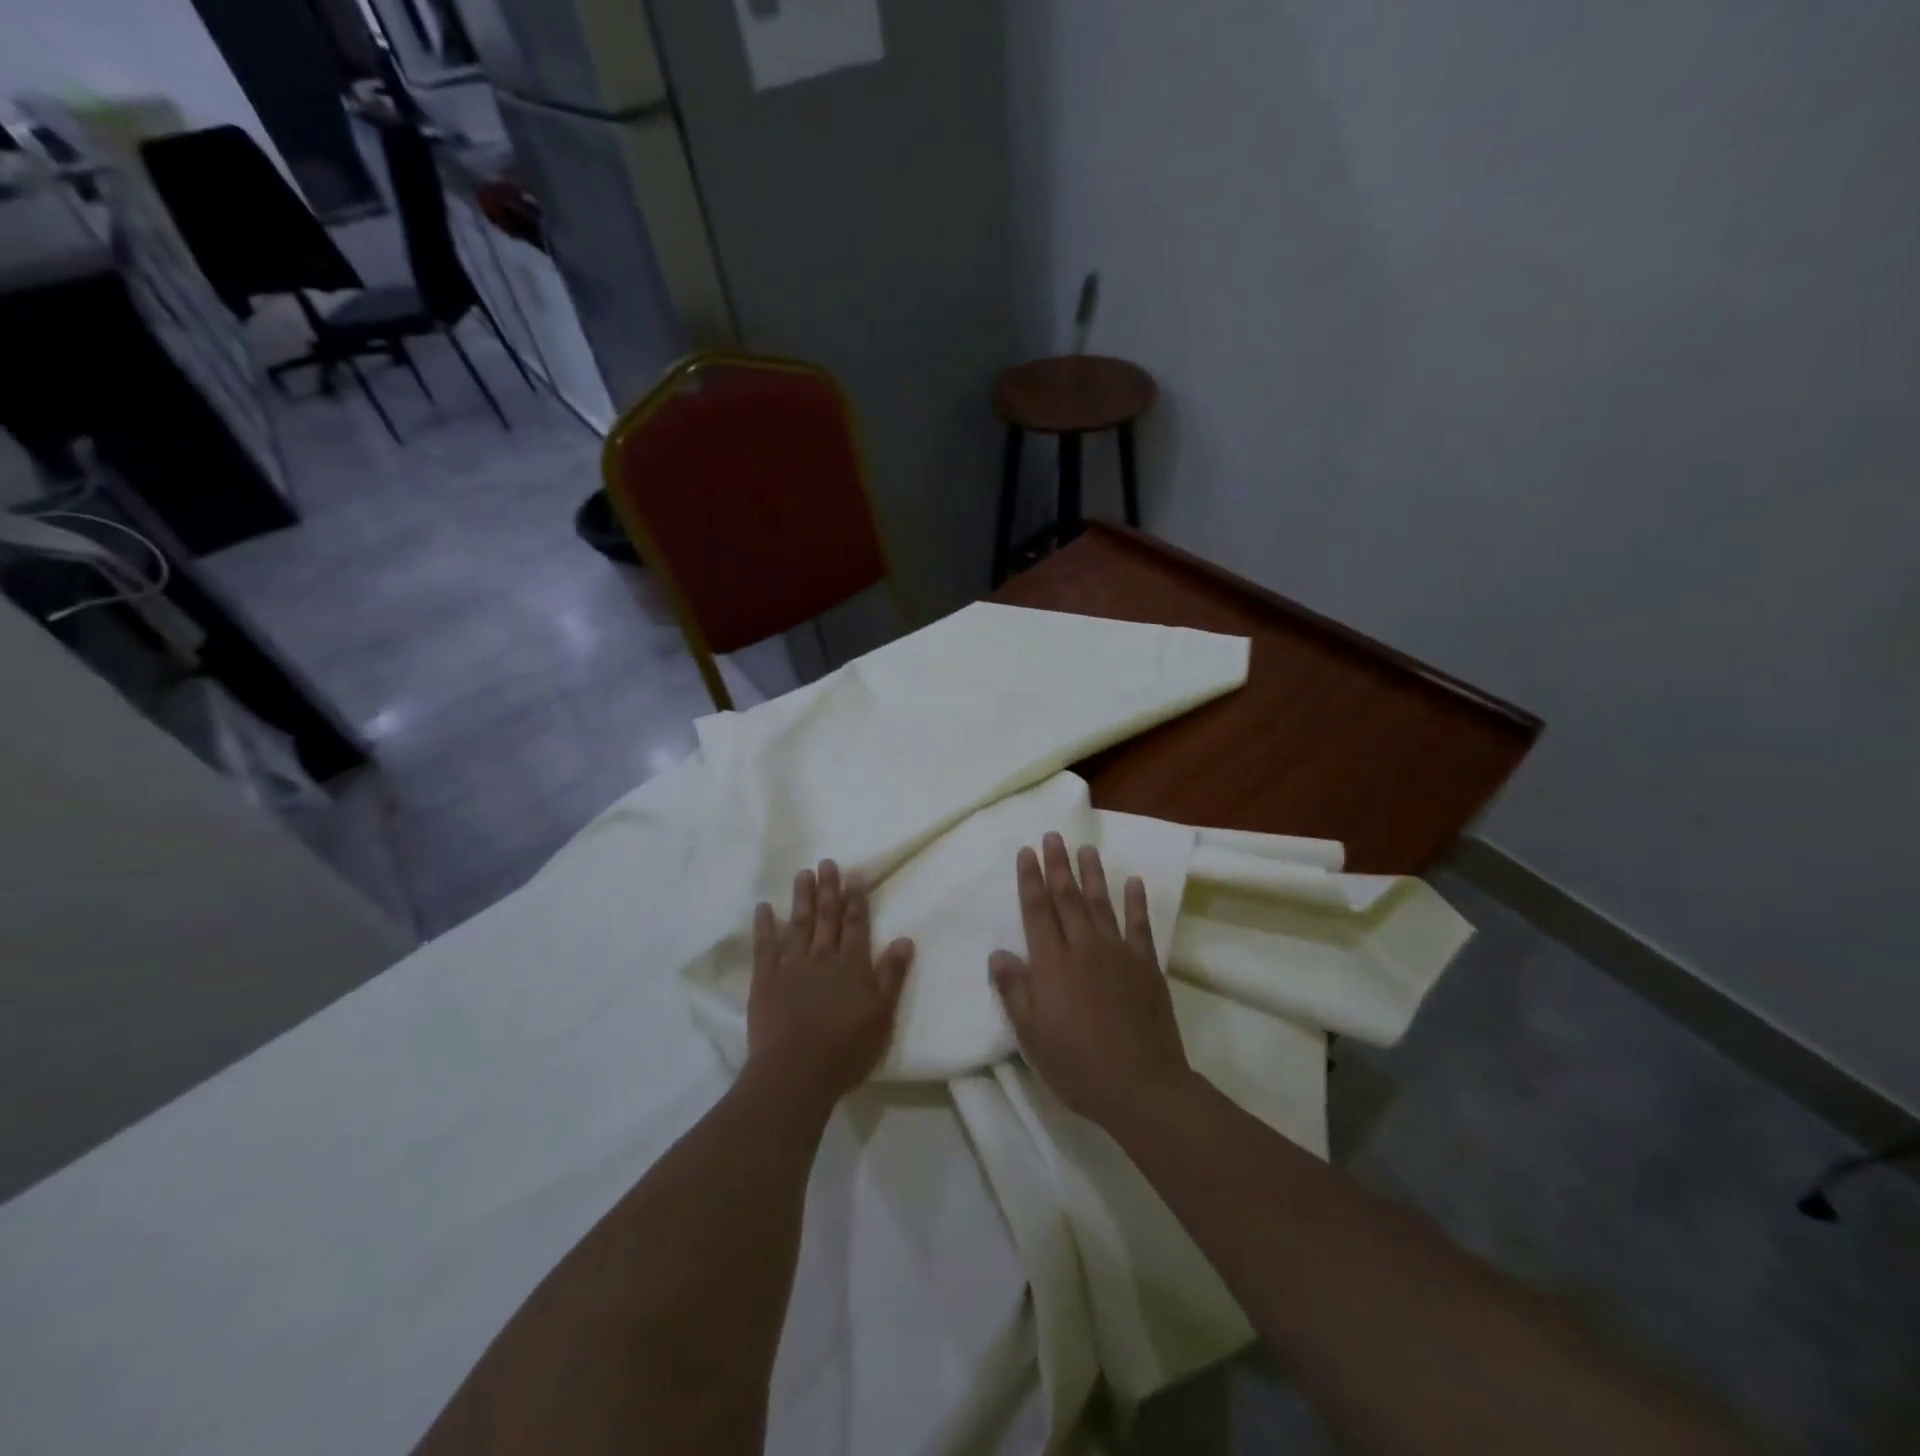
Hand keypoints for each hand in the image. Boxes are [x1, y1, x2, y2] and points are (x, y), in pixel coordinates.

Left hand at [746, 860, 914, 1111]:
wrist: (796, 1072)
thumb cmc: (846, 1049)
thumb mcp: (882, 1015)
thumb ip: (892, 975)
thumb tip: (904, 939)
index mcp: (852, 965)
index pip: (856, 924)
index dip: (855, 899)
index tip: (854, 874)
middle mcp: (823, 957)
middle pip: (827, 917)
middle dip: (828, 889)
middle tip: (827, 863)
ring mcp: (792, 967)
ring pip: (799, 924)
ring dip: (801, 898)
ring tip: (803, 874)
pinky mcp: (765, 981)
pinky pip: (764, 947)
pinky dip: (764, 926)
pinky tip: (764, 907)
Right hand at [990, 833, 1192, 1128]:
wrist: (1140, 1085)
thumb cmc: (1077, 1063)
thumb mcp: (1031, 1035)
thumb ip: (1015, 991)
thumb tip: (999, 954)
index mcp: (1052, 963)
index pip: (1037, 910)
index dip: (1030, 879)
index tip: (1026, 852)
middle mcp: (1083, 947)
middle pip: (1067, 897)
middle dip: (1058, 865)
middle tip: (1053, 836)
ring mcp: (1118, 953)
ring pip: (1101, 903)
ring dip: (1092, 874)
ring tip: (1086, 849)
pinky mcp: (1145, 964)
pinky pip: (1140, 925)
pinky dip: (1136, 902)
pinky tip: (1134, 882)